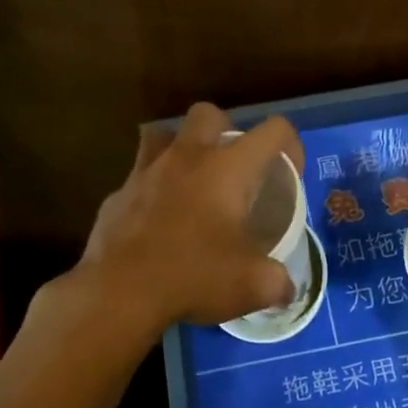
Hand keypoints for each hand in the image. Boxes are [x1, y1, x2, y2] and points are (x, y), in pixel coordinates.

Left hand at [76, 102, 304, 333]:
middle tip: (234, 169)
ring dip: (181, 149)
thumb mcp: (253, 286)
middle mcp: (187, 157)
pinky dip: (152, 191)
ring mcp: (146, 172)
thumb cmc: (194, 277)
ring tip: (192, 182)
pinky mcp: (117, 194)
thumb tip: (287, 290)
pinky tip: (158, 222)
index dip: (290, 145)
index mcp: (228, 168)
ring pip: (163, 135)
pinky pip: (138, 178)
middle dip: (226, 131)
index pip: (273, 130)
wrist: (119, 293)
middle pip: (209, 114)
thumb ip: (278, 282)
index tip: (289, 173)